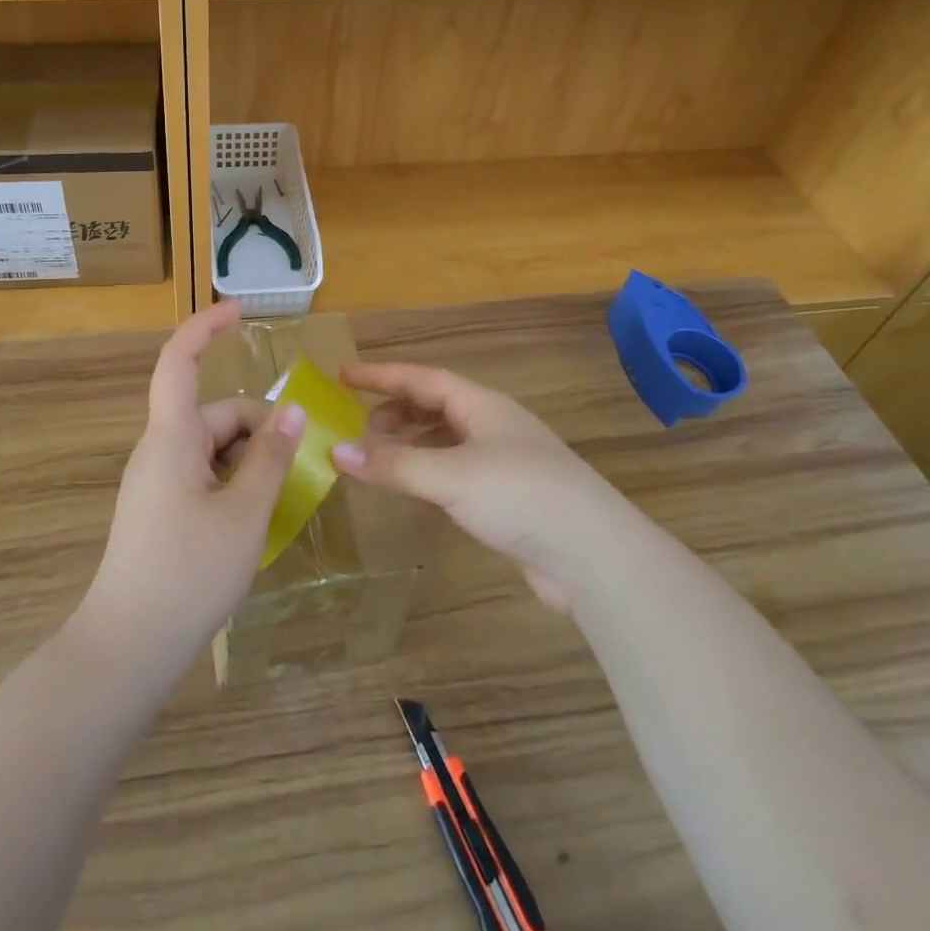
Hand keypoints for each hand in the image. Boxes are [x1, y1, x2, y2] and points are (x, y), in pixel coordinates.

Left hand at [77, 300, 303, 665]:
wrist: (127, 648)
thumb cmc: (187, 573)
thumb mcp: (244, 514)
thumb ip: (271, 458)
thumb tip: (293, 412)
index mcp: (171, 437)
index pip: (180, 361)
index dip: (207, 327)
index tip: (242, 310)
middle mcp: (160, 450)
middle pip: (214, 414)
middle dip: (259, 428)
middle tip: (301, 465)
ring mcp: (157, 481)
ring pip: (213, 448)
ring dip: (250, 460)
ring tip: (283, 499)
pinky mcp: (159, 509)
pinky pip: (203, 475)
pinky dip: (234, 483)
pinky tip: (256, 518)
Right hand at [332, 363, 607, 610]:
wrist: (594, 555)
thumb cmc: (521, 495)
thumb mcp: (451, 475)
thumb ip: (393, 465)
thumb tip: (335, 451)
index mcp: (482, 406)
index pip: (422, 379)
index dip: (382, 375)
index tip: (343, 375)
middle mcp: (491, 426)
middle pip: (434, 407)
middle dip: (394, 412)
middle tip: (358, 428)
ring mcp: (502, 463)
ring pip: (444, 441)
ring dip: (409, 445)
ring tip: (377, 459)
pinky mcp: (506, 498)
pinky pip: (454, 472)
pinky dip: (426, 474)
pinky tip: (413, 490)